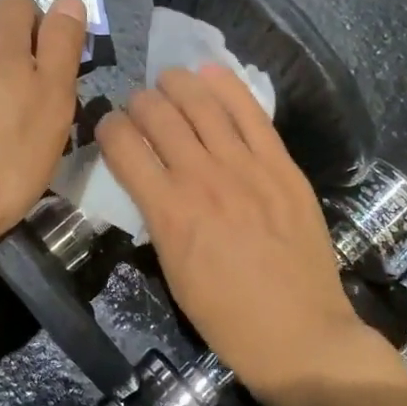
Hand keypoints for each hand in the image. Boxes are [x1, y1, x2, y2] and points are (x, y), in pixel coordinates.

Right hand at [95, 65, 361, 395]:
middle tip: (139, 105)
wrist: (298, 332)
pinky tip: (210, 73)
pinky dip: (227, 86)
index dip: (108, 127)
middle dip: (140, 102)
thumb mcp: (172, 270)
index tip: (108, 126)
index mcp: (168, 211)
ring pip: (202, 104)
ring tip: (169, 80)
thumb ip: (157, 215)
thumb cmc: (226, 315)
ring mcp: (245, 167)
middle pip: (159, 116)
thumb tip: (149, 180)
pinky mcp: (280, 164)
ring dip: (177, 84)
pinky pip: (251, 112)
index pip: (123, 146)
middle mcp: (202, 178)